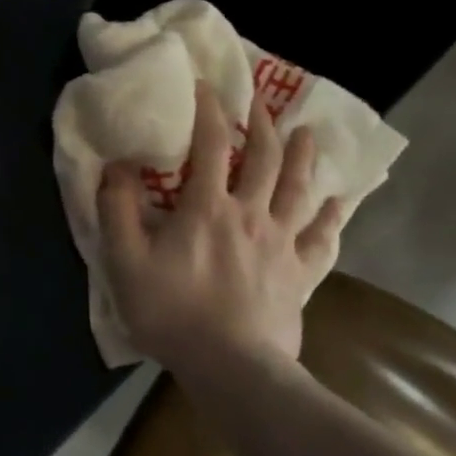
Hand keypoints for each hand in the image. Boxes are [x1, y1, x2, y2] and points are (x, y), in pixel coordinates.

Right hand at [97, 81, 339, 374]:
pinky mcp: (300, 276)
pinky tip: (339, 203)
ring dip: (304, 158)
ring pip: (300, 192)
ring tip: (309, 133)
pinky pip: (322, 240)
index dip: (209, 111)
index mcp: (207, 207)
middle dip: (262, 125)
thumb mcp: (125, 259)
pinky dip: (332, 218)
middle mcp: (250, 216)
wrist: (234, 370)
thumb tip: (117, 165)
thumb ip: (116, 208)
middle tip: (261, 100)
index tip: (206, 85)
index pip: (211, 146)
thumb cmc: (173, 311)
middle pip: (265, 160)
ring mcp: (281, 246)